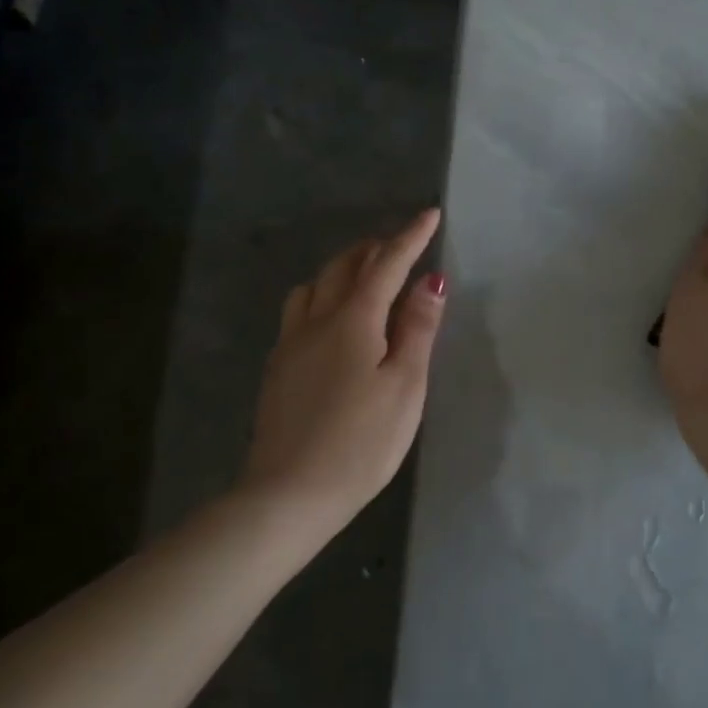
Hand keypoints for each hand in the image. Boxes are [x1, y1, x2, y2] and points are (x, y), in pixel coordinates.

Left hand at [243, 208, 446, 520]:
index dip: (410, 238)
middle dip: (374, 248)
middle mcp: (315, 320)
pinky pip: (299, 310)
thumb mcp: (405, 386)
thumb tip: (430, 281)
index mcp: (352, 320)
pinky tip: (332, 319)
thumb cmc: (361, 442)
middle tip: (400, 247)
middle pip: (343, 267)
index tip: (430, 214)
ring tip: (365, 277)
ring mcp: (290, 344)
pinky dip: (322, 295)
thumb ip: (417, 329)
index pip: (386, 264)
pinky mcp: (277, 368)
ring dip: (343, 268)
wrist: (288, 494)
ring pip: (314, 285)